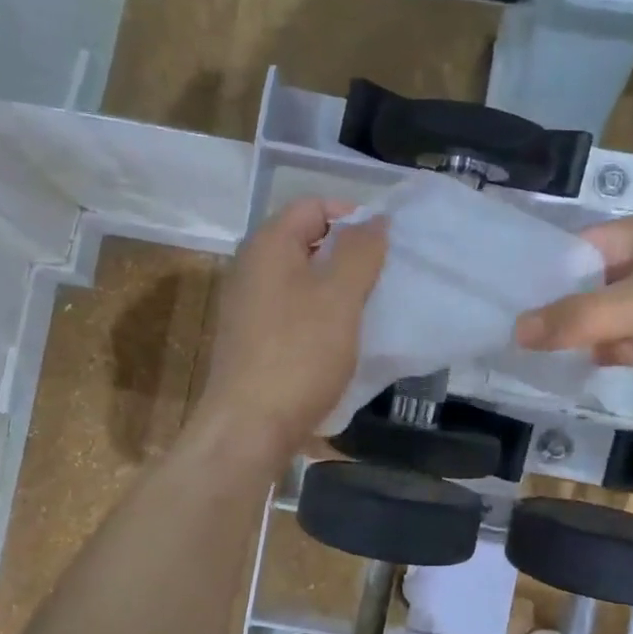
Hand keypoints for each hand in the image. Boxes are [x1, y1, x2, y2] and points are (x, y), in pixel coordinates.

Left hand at [193, 198, 387, 463]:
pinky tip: (339, 341)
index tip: (384, 248)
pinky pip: (292, 311)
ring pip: (300, 280)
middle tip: (381, 280)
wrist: (249, 427)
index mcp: (268, 246)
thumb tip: (373, 220)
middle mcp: (250, 268)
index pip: (313, 206)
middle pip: (305, 241)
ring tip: (366, 311)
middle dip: (347, 254)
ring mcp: (247, 306)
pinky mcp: (251, 340)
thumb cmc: (299, 355)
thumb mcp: (339, 297)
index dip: (352, 217)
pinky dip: (318, 316)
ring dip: (335, 289)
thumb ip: (360, 252)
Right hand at [515, 216, 632, 411]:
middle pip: (578, 285)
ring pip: (592, 319)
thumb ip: (579, 317)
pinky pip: (609, 347)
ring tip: (513, 352)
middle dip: (545, 306)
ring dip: (563, 335)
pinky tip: (554, 368)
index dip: (537, 270)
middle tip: (496, 329)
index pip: (572, 248)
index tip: (496, 294)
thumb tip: (517, 331)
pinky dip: (586, 356)